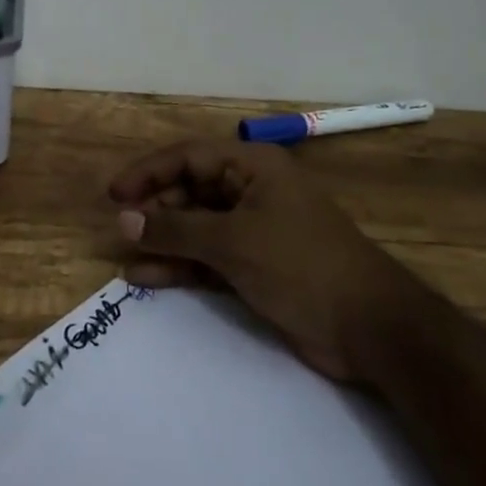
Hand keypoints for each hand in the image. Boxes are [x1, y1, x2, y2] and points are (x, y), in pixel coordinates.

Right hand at [109, 139, 418, 386]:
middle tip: (121, 232)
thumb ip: (176, 230)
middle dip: (155, 210)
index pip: (188, 157)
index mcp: (253, 167)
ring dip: (164, 240)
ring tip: (126, 257)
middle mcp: (251, 191)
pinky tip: (147, 277)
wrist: (371, 329)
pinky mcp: (255, 266)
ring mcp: (254, 230)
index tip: (114, 195)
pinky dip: (181, 266)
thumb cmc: (300, 265)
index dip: (148, 172)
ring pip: (196, 227)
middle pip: (190, 190)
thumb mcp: (233, 242)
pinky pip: (207, 258)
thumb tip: (124, 221)